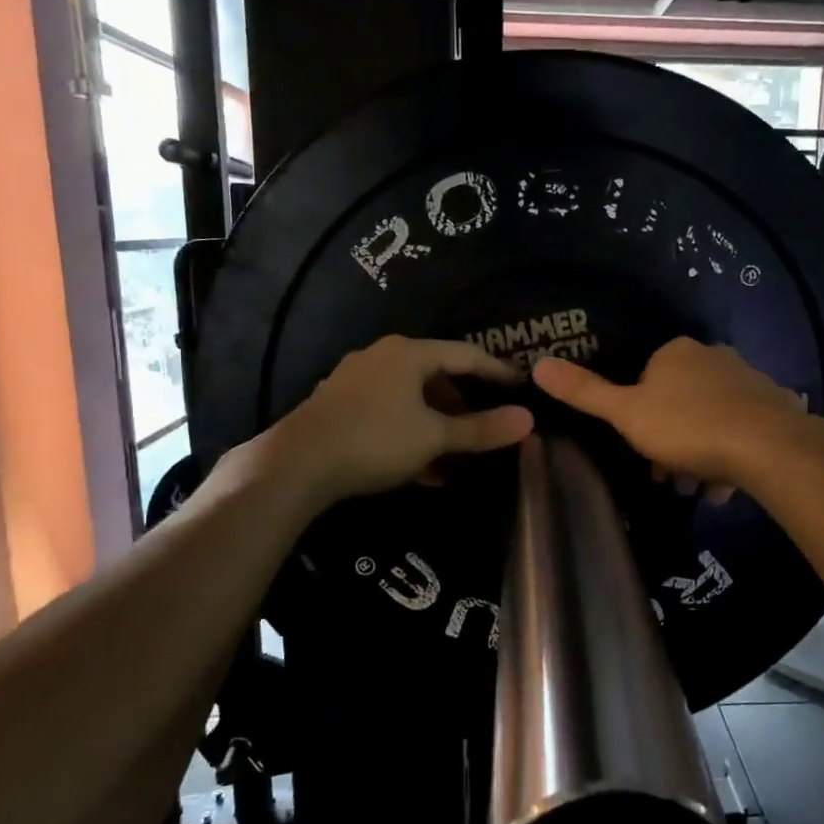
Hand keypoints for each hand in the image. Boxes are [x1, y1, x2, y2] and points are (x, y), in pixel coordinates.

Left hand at [232, 336, 533, 507]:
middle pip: (436, 376)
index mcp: (408, 353)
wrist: (296, 465)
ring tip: (456, 457)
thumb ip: (481, 430)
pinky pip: (389, 415)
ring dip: (437, 426)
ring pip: (411, 400)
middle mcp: (381, 357)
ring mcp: (356, 381)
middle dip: (463, 405)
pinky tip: (424, 470)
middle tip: (486, 426)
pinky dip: (411, 435)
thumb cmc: (375, 440)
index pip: (466, 355)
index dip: (497, 371)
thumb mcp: (434, 438)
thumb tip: (528, 421)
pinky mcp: (340, 407)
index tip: (521, 386)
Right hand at [531, 337, 821, 489]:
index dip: (639, 416)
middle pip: (680, 400)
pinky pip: (743, 430)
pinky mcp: (777, 405)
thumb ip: (585, 392)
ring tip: (698, 488)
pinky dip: (731, 455)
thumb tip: (539, 363)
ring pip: (712, 417)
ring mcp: (749, 379)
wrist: (768, 447)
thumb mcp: (626, 414)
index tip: (640, 449)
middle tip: (668, 476)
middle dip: (670, 439)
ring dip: (700, 452)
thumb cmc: (688, 427)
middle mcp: (714, 356)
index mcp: (676, 353)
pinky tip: (727, 486)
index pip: (646, 378)